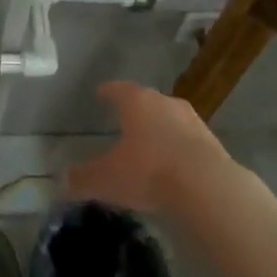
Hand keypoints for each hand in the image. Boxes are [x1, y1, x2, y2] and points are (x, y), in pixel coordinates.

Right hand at [66, 81, 233, 215]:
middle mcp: (166, 103)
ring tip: (150, 145)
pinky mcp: (214, 144)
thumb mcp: (107, 178)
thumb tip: (62, 182)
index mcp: (138, 102)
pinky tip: (174, 166)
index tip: (101, 93)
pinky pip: (189, 142)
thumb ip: (83, 178)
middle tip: (124, 120)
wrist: (208, 187)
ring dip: (160, 130)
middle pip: (148, 102)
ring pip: (171, 120)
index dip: (108, 92)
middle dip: (136, 111)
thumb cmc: (149, 171)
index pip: (119, 89)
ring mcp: (194, 122)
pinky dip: (179, 149)